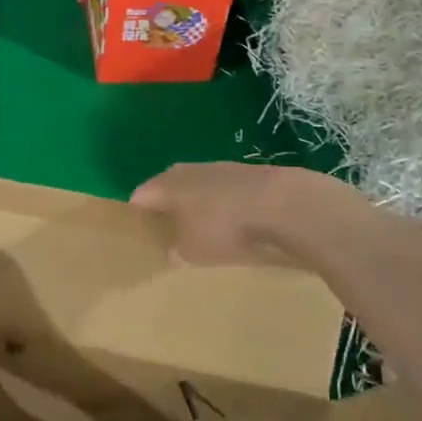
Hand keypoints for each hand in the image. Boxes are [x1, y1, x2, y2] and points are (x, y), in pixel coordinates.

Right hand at [130, 162, 348, 265]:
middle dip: (167, 211)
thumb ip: (175, 248)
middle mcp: (188, 170)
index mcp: (166, 184)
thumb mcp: (190, 251)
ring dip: (198, 208)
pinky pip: (225, 194)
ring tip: (203, 233)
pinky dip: (224, 208)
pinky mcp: (249, 176)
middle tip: (168, 237)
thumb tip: (173, 248)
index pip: (140, 197)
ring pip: (199, 190)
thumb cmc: (225, 228)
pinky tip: (234, 227)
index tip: (139, 237)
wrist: (285, 205)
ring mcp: (221, 169)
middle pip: (169, 189)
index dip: (137, 217)